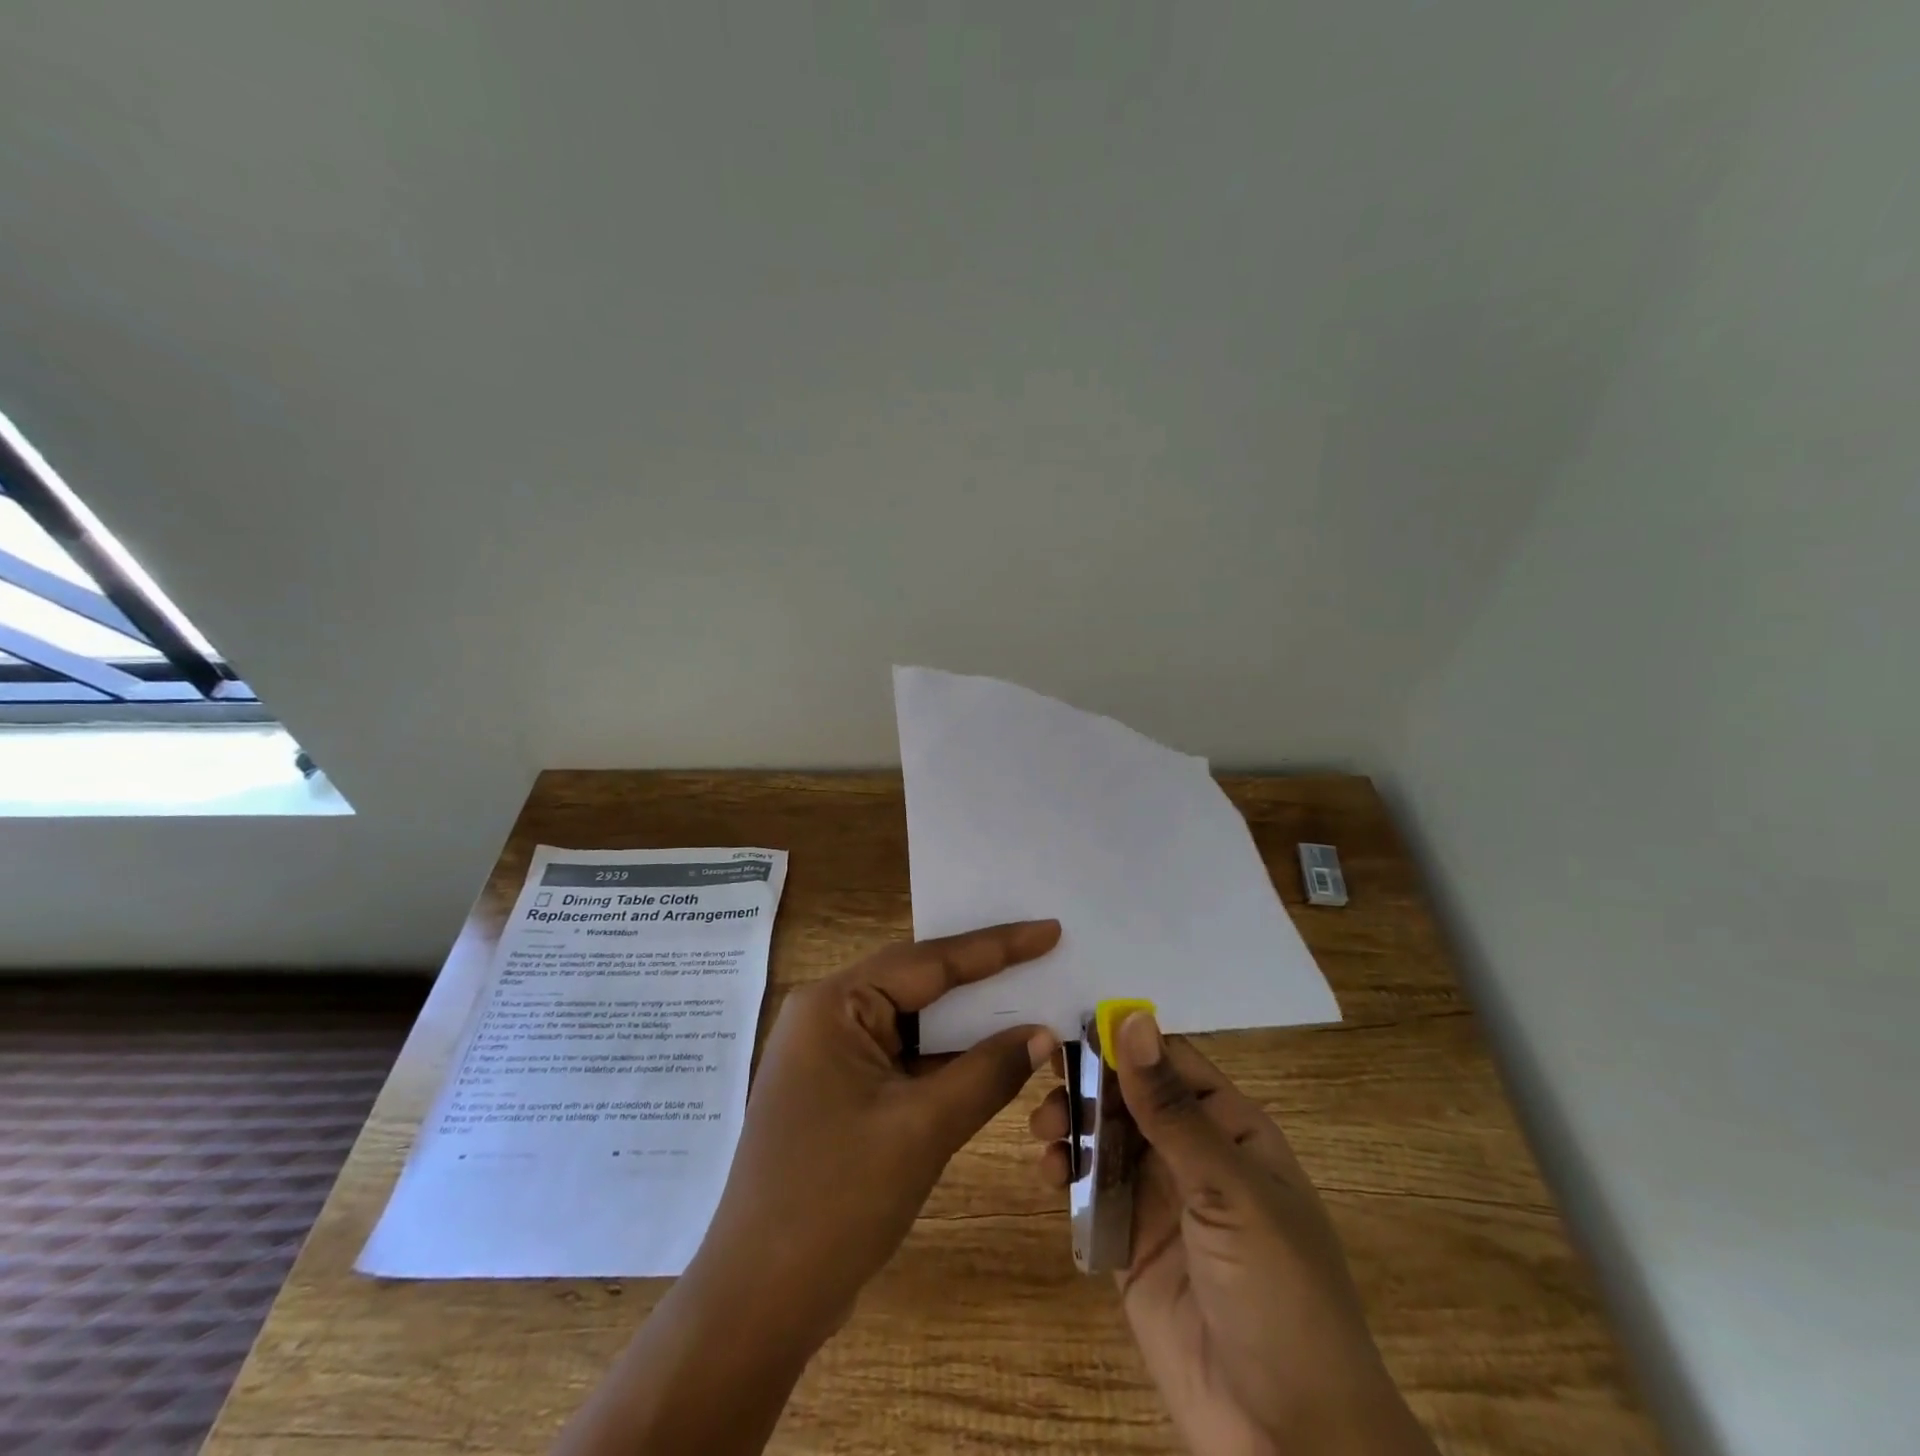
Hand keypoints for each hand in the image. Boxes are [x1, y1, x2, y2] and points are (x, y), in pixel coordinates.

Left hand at [556, 920, 1060, 1455]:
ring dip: (970, 1024)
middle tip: (1046, 957)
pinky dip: (949, 1060)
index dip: (996, 946)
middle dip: (984, 979)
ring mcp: (833, 1056)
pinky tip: (995, 1058)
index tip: (1048, 929)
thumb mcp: (922, 1128)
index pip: (929, 961)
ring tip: (1032, 1000)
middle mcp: (829, 1016)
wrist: (760, 1303)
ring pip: (916, 1025)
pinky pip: (906, 1060)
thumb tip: (1044, 1033)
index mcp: (834, 1004)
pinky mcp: (843, 1093)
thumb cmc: (836, 1199)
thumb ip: (987, 1072)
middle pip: (920, 985)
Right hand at [1029, 1011, 1434, 1454]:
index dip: (1124, 1039)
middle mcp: (1193, 1154)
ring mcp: (1159, 1199)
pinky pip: (1090, 1190)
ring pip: (1104, 1136)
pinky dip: (1065, 1172)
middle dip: (1087, 1080)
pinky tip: (1048, 1172)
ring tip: (1044, 1133)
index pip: (1171, 1062)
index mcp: (1231, 1128)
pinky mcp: (1129, 1242)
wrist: (1287, 1444)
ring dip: (1070, 1122)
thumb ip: (1171, 1109)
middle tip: (1045, 1078)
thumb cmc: (1278, 1296)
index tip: (1070, 1024)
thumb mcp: (1228, 1192)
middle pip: (1130, 1094)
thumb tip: (1133, 1017)